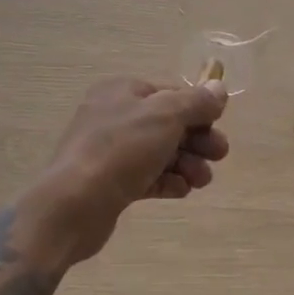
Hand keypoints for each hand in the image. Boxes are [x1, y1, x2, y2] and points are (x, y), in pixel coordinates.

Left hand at [24, 77, 228, 267]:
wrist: (74, 205)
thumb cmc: (121, 149)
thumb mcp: (165, 115)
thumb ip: (195, 102)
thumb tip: (218, 89)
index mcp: (122, 91)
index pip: (170, 92)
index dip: (198, 107)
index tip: (219, 125)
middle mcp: (114, 116)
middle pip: (167, 123)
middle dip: (197, 139)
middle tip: (219, 155)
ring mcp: (109, 151)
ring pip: (159, 152)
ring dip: (186, 163)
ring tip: (201, 180)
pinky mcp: (110, 183)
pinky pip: (146, 177)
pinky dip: (167, 181)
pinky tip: (181, 191)